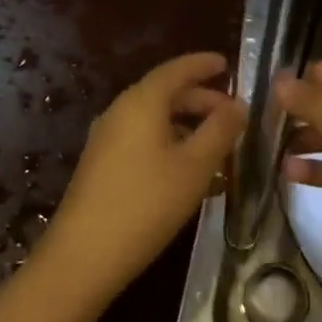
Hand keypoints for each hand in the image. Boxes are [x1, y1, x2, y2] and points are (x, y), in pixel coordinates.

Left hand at [39, 53, 246, 303]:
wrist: (82, 257)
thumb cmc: (146, 204)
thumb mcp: (194, 167)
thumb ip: (220, 131)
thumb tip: (238, 105)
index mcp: (142, 102)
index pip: (176, 69)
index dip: (203, 64)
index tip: (227, 63)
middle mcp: (120, 111)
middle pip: (165, 93)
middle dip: (200, 99)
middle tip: (231, 112)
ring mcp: (107, 138)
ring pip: (154, 119)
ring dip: (187, 126)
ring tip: (217, 146)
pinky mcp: (101, 165)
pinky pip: (142, 140)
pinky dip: (170, 143)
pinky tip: (188, 172)